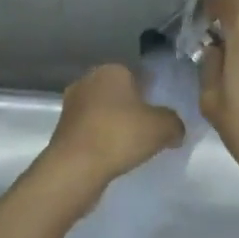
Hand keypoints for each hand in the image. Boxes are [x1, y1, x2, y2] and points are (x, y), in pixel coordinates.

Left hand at [36, 63, 184, 212]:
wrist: (75, 167)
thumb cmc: (120, 135)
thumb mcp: (162, 127)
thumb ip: (175, 123)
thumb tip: (175, 129)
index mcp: (112, 70)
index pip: (139, 76)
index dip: (153, 94)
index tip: (162, 115)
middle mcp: (88, 80)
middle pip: (120, 94)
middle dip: (133, 109)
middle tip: (149, 131)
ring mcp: (72, 104)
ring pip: (103, 112)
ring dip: (115, 125)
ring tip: (132, 148)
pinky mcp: (63, 129)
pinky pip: (91, 130)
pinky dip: (102, 140)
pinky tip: (113, 156)